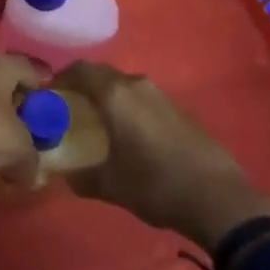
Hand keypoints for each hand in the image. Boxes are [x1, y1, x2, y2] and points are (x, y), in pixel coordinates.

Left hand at [0, 53, 40, 215]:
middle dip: (17, 102)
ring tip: (2, 141)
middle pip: (5, 80)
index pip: (31, 68)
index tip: (50, 104)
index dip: (44, 86)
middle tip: (29, 126)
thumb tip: (33, 175)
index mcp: (0, 64)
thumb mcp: (17, 148)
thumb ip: (32, 160)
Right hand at [56, 61, 269, 250]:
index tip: (49, 97)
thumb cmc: (156, 185)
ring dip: (109, 98)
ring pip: (125, 86)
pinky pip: (144, 99)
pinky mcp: (181, 109)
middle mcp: (137, 84)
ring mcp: (162, 95)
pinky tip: (132, 136)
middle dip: (83, 88)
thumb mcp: (110, 186)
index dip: (60, 79)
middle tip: (72, 111)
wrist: (220, 199)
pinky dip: (130, 108)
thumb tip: (65, 173)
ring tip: (101, 124)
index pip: (79, 70)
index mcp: (115, 94)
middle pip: (102, 75)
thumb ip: (80, 175)